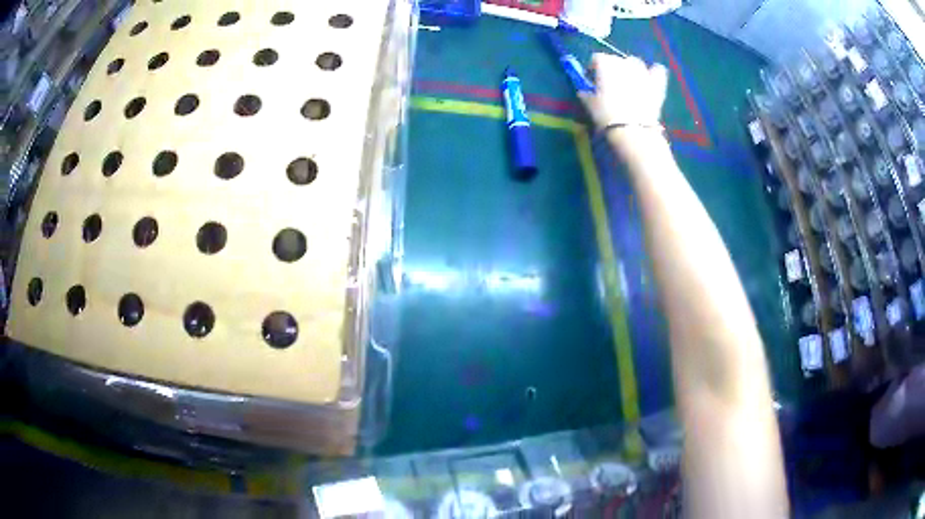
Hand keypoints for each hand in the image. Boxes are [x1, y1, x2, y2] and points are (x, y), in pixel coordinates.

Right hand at [579, 53, 669, 130]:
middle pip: (616, 59)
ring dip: (631, 68)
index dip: (594, 68)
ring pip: (636, 62)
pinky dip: (654, 72)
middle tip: (610, 83)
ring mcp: (642, 72)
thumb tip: (583, 91)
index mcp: (605, 64)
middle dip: (613, 68)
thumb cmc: (606, 115)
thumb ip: (585, 93)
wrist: (632, 130)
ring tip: (629, 81)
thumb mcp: (589, 104)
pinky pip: (658, 70)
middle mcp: (624, 63)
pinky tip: (650, 78)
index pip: (597, 58)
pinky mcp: (656, 84)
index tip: (592, 80)